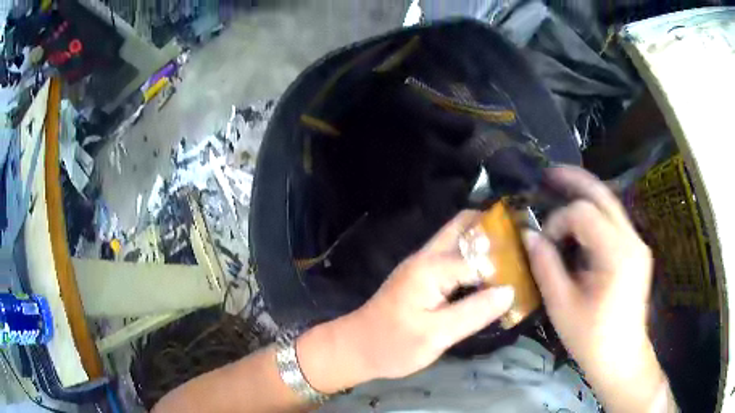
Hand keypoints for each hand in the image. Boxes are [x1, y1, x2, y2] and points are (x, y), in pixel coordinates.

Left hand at [344, 211, 514, 379]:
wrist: (356, 348)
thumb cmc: (392, 345)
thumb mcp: (436, 336)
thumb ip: (474, 312)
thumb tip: (510, 291)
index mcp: (431, 268)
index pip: (479, 255)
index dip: (505, 260)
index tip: (530, 264)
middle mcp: (427, 257)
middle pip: (464, 226)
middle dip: (493, 228)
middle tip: (521, 244)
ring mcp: (423, 265)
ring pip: (458, 238)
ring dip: (484, 241)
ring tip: (513, 256)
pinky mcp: (422, 277)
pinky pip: (453, 257)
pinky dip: (473, 257)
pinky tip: (490, 273)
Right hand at [523, 166, 668, 411]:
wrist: (622, 358)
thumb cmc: (591, 338)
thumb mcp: (562, 306)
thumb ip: (546, 266)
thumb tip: (528, 235)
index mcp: (617, 255)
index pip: (584, 213)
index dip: (559, 220)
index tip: (545, 243)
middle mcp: (633, 240)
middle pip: (604, 195)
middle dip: (575, 180)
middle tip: (549, 174)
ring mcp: (638, 244)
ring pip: (611, 205)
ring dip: (585, 195)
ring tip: (561, 189)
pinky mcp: (636, 251)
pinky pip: (614, 221)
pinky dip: (594, 215)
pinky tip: (579, 222)